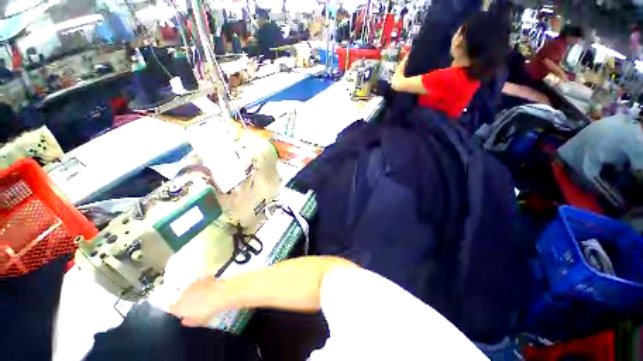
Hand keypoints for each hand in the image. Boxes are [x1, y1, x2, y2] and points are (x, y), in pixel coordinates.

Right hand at [169, 276, 228, 326]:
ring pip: (191, 290)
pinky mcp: (202, 278)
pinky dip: (203, 285)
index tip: (182, 313)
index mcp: (179, 306)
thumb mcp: (197, 321)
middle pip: (182, 298)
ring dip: (195, 292)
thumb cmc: (207, 309)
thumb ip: (188, 321)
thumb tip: (184, 321)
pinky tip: (210, 288)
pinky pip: (201, 283)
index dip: (177, 311)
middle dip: (187, 301)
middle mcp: (183, 294)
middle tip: (196, 305)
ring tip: (204, 297)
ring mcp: (193, 285)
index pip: (172, 309)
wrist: (220, 294)